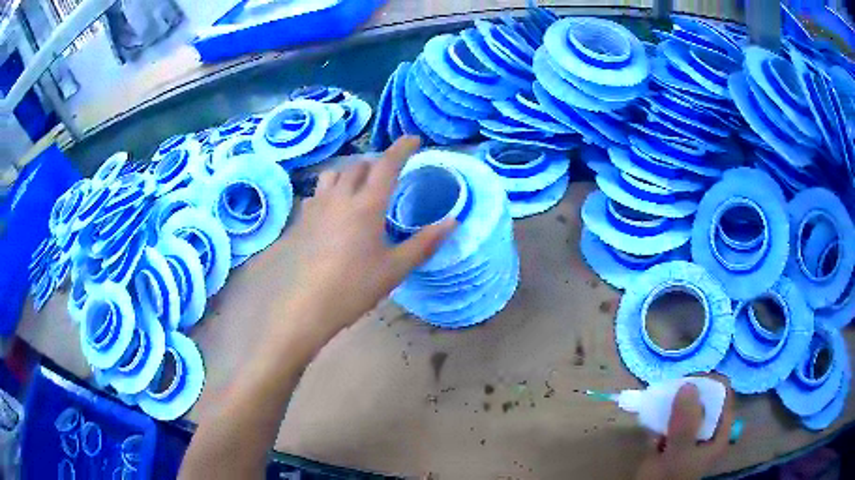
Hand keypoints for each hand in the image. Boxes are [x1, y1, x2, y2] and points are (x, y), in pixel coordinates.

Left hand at [269, 136, 454, 338]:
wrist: (308, 305)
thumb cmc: (355, 287)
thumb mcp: (395, 268)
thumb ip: (425, 243)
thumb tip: (453, 221)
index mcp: (367, 205)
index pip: (387, 165)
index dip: (402, 148)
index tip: (413, 139)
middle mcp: (340, 197)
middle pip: (358, 165)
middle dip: (376, 162)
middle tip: (388, 173)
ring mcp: (318, 207)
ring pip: (333, 174)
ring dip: (349, 172)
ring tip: (359, 185)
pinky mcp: (303, 220)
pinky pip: (318, 193)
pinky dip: (330, 190)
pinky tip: (333, 207)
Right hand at [635, 381, 735, 479]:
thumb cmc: (670, 478)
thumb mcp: (679, 453)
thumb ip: (686, 423)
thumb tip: (688, 384)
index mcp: (720, 431)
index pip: (723, 395)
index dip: (709, 384)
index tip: (689, 382)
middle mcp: (708, 429)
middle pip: (704, 399)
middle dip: (688, 392)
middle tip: (671, 391)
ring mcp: (690, 433)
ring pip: (686, 407)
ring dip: (673, 402)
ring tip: (660, 402)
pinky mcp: (673, 438)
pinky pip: (670, 418)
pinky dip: (662, 414)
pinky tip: (653, 416)